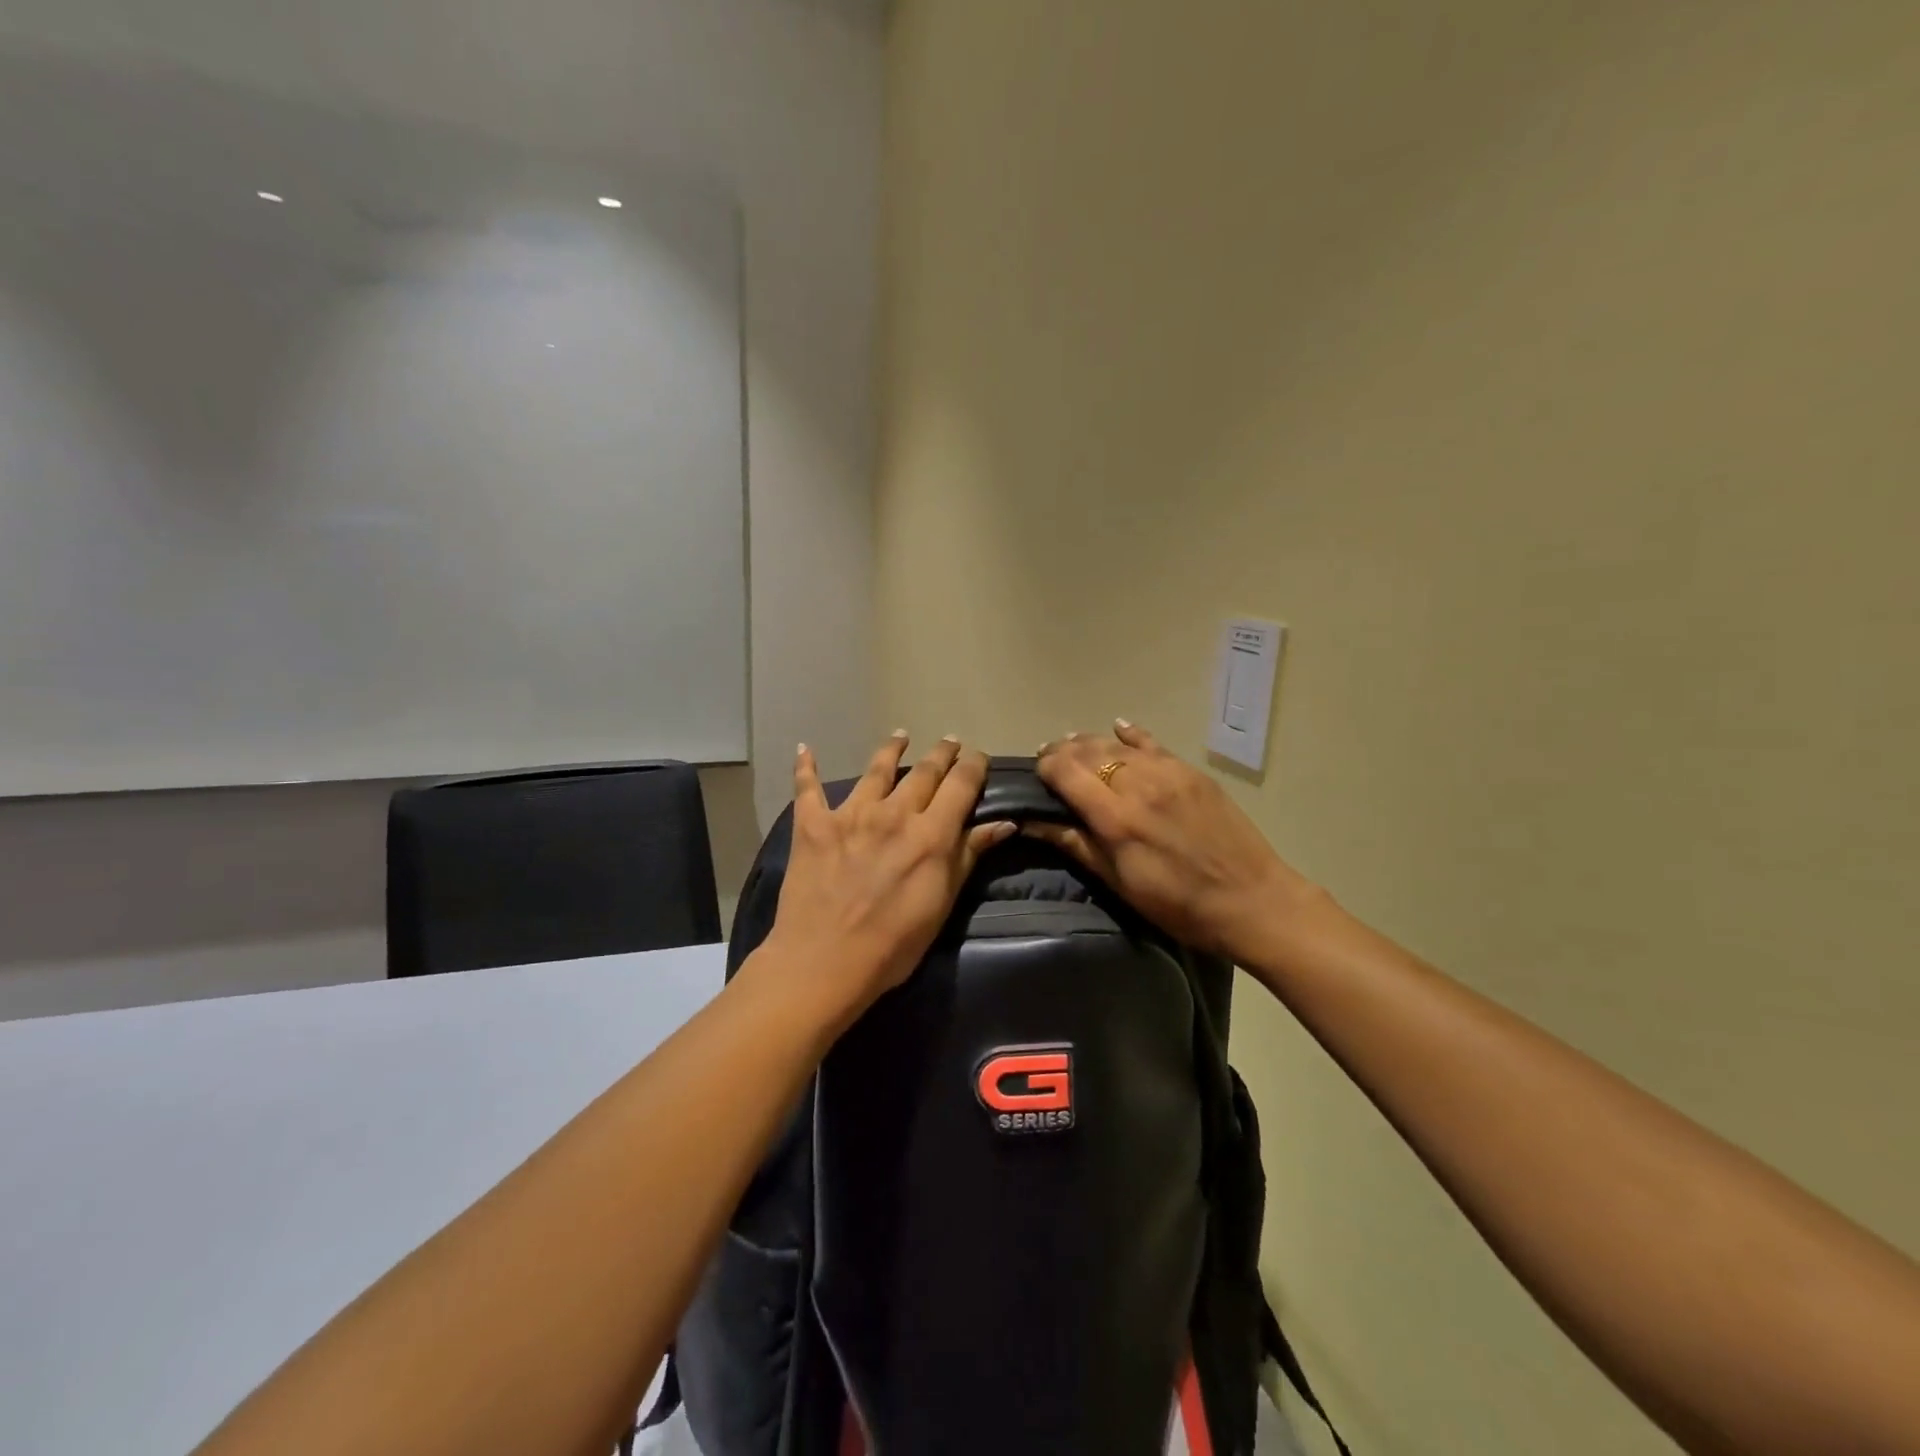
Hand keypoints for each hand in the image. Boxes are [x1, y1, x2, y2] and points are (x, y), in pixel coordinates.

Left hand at [764, 733, 1014, 1017]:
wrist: (825, 961)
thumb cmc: (894, 943)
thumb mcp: (942, 903)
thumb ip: (969, 856)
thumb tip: (1004, 823)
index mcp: (930, 833)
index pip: (961, 784)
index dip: (973, 765)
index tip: (979, 757)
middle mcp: (894, 812)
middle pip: (924, 771)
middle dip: (941, 753)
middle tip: (949, 742)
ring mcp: (851, 814)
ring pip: (876, 769)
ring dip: (891, 749)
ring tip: (900, 737)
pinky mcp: (813, 824)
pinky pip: (808, 787)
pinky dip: (806, 767)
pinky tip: (805, 749)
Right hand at [1031, 721, 1324, 966]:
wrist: (1252, 900)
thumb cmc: (1177, 904)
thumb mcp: (1119, 882)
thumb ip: (1075, 844)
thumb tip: (1032, 822)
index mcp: (1115, 817)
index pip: (1065, 772)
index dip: (1044, 768)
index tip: (1036, 775)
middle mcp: (1137, 784)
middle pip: (1087, 752)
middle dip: (1062, 752)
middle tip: (1048, 761)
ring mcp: (1167, 772)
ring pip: (1116, 744)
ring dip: (1089, 742)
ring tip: (1073, 746)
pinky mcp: (1191, 771)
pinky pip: (1152, 743)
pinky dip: (1130, 734)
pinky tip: (1117, 727)